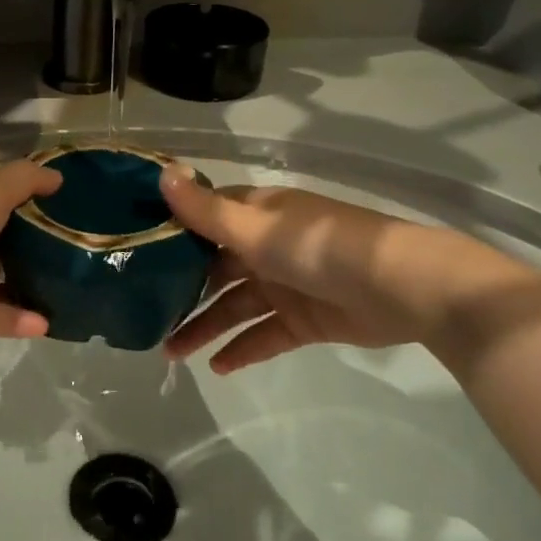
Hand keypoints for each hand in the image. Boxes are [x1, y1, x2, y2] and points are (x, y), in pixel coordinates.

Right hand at [159, 166, 534, 373]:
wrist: (404, 288)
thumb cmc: (321, 247)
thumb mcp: (257, 228)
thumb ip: (206, 210)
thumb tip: (162, 172)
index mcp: (257, 213)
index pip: (206, 218)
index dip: (173, 233)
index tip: (136, 251)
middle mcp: (267, 245)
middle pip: (215, 267)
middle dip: (183, 290)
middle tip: (146, 314)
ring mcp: (287, 283)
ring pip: (235, 305)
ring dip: (206, 325)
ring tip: (171, 352)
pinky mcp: (306, 319)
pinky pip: (265, 334)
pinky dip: (243, 348)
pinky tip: (217, 368)